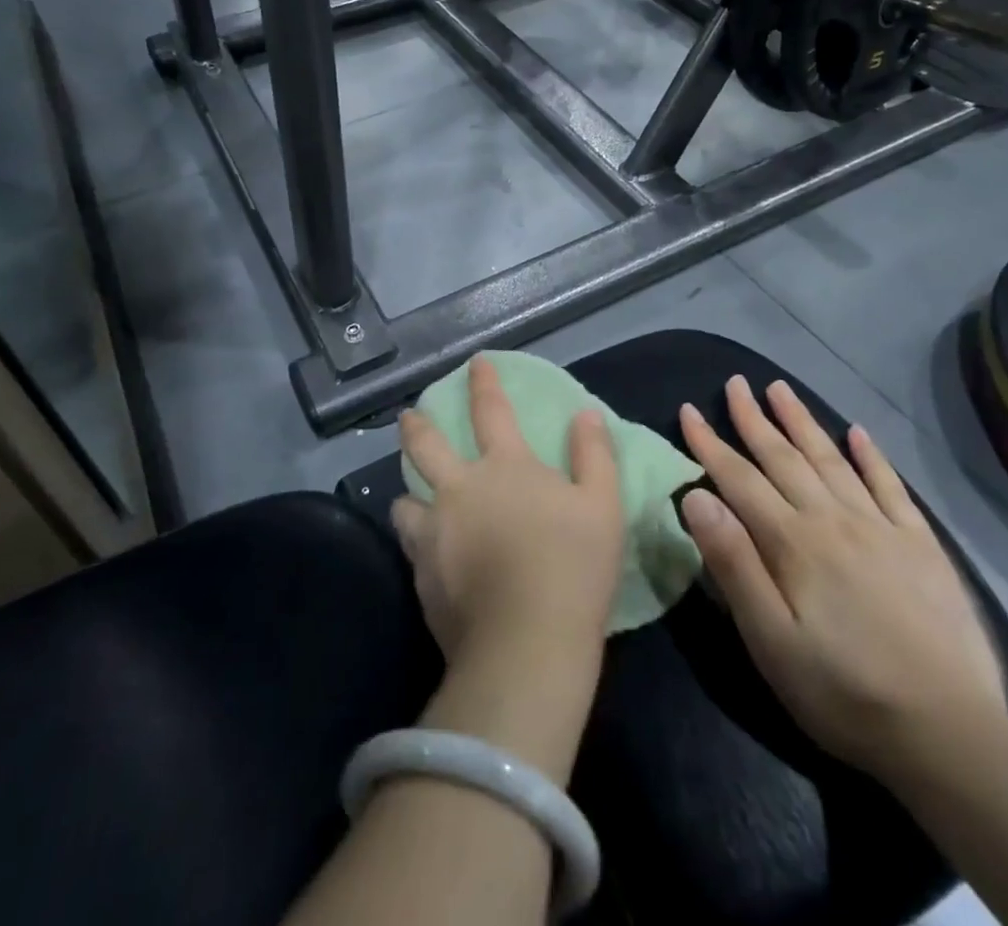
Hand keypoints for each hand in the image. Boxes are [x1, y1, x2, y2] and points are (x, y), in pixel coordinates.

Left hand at [392, 356, 624, 673]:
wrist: (527, 644)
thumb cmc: (574, 567)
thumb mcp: (603, 505)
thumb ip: (593, 455)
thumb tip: (584, 414)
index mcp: (505, 467)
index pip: (492, 411)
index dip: (484, 382)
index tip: (475, 362)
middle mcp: (460, 489)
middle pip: (426, 445)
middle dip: (415, 426)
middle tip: (407, 417)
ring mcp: (434, 532)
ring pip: (404, 498)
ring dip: (407, 490)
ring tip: (410, 496)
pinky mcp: (421, 574)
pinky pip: (409, 545)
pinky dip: (414, 538)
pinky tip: (423, 550)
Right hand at [677, 376, 1007, 777]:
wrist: (948, 733)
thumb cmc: (842, 691)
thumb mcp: (770, 639)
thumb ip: (733, 562)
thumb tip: (696, 495)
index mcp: (793, 541)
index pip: (739, 479)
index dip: (710, 443)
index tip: (689, 409)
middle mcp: (833, 519)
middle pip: (784, 457)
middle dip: (755, 418)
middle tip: (736, 382)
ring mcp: (881, 528)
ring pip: (832, 460)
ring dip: (803, 422)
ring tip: (782, 389)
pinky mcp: (921, 545)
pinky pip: (890, 486)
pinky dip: (872, 456)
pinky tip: (858, 432)